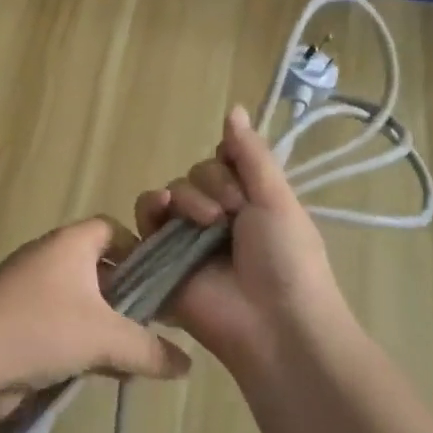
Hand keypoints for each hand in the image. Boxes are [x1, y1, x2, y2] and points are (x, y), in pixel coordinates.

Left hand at [0, 217, 191, 422]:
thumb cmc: (41, 329)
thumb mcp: (105, 339)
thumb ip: (149, 349)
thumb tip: (187, 364)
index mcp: (70, 243)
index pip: (112, 229)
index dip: (139, 250)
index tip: (162, 284)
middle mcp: (48, 257)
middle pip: (98, 267)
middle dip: (126, 297)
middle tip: (154, 326)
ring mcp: (28, 290)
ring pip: (80, 301)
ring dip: (104, 326)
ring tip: (132, 356)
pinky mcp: (15, 321)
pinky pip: (59, 325)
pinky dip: (80, 343)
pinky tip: (100, 373)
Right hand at [135, 106, 346, 372]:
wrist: (274, 324)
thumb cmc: (287, 259)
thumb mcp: (277, 199)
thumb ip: (251, 154)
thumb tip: (234, 107)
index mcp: (247, 202)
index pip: (221, 161)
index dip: (227, 166)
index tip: (244, 188)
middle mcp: (215, 217)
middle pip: (193, 175)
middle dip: (210, 186)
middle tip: (230, 216)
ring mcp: (186, 239)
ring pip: (169, 193)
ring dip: (185, 197)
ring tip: (204, 223)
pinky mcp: (161, 259)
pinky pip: (144, 221)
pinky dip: (150, 210)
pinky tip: (162, 211)